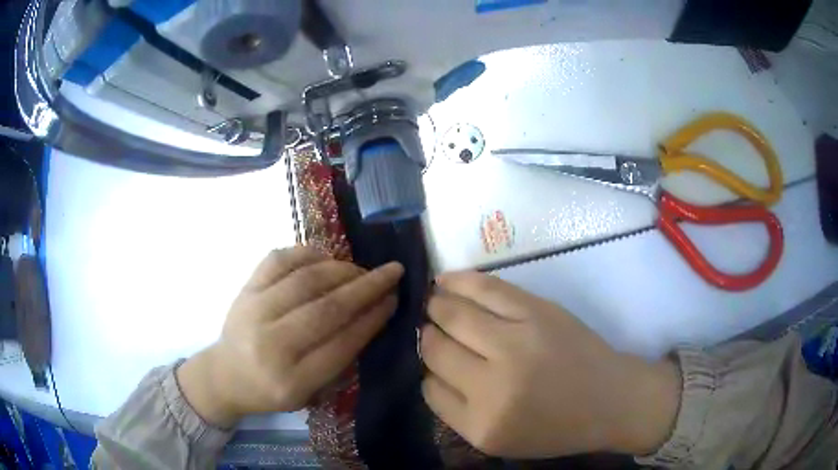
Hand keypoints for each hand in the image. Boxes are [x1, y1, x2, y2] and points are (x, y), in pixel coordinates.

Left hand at [178, 247, 402, 427]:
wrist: (225, 375)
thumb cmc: (271, 390)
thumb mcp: (309, 392)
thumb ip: (339, 361)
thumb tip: (371, 316)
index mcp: (291, 381)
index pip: (341, 344)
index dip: (372, 319)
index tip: (393, 300)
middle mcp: (271, 345)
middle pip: (326, 309)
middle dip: (366, 287)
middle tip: (392, 272)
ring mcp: (253, 311)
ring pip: (305, 280)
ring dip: (341, 270)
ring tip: (361, 270)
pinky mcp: (244, 290)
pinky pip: (278, 260)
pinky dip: (307, 253)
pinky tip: (326, 258)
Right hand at [421, 272, 679, 457]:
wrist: (611, 400)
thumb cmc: (556, 427)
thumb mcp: (499, 440)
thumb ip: (458, 410)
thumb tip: (430, 367)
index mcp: (481, 425)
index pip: (429, 387)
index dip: (426, 370)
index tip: (432, 362)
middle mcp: (493, 385)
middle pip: (435, 349)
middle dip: (427, 336)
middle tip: (427, 328)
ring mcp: (516, 343)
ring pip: (453, 315)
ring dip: (436, 305)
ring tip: (432, 301)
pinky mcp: (537, 311)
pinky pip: (485, 289)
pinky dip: (458, 281)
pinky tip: (445, 281)